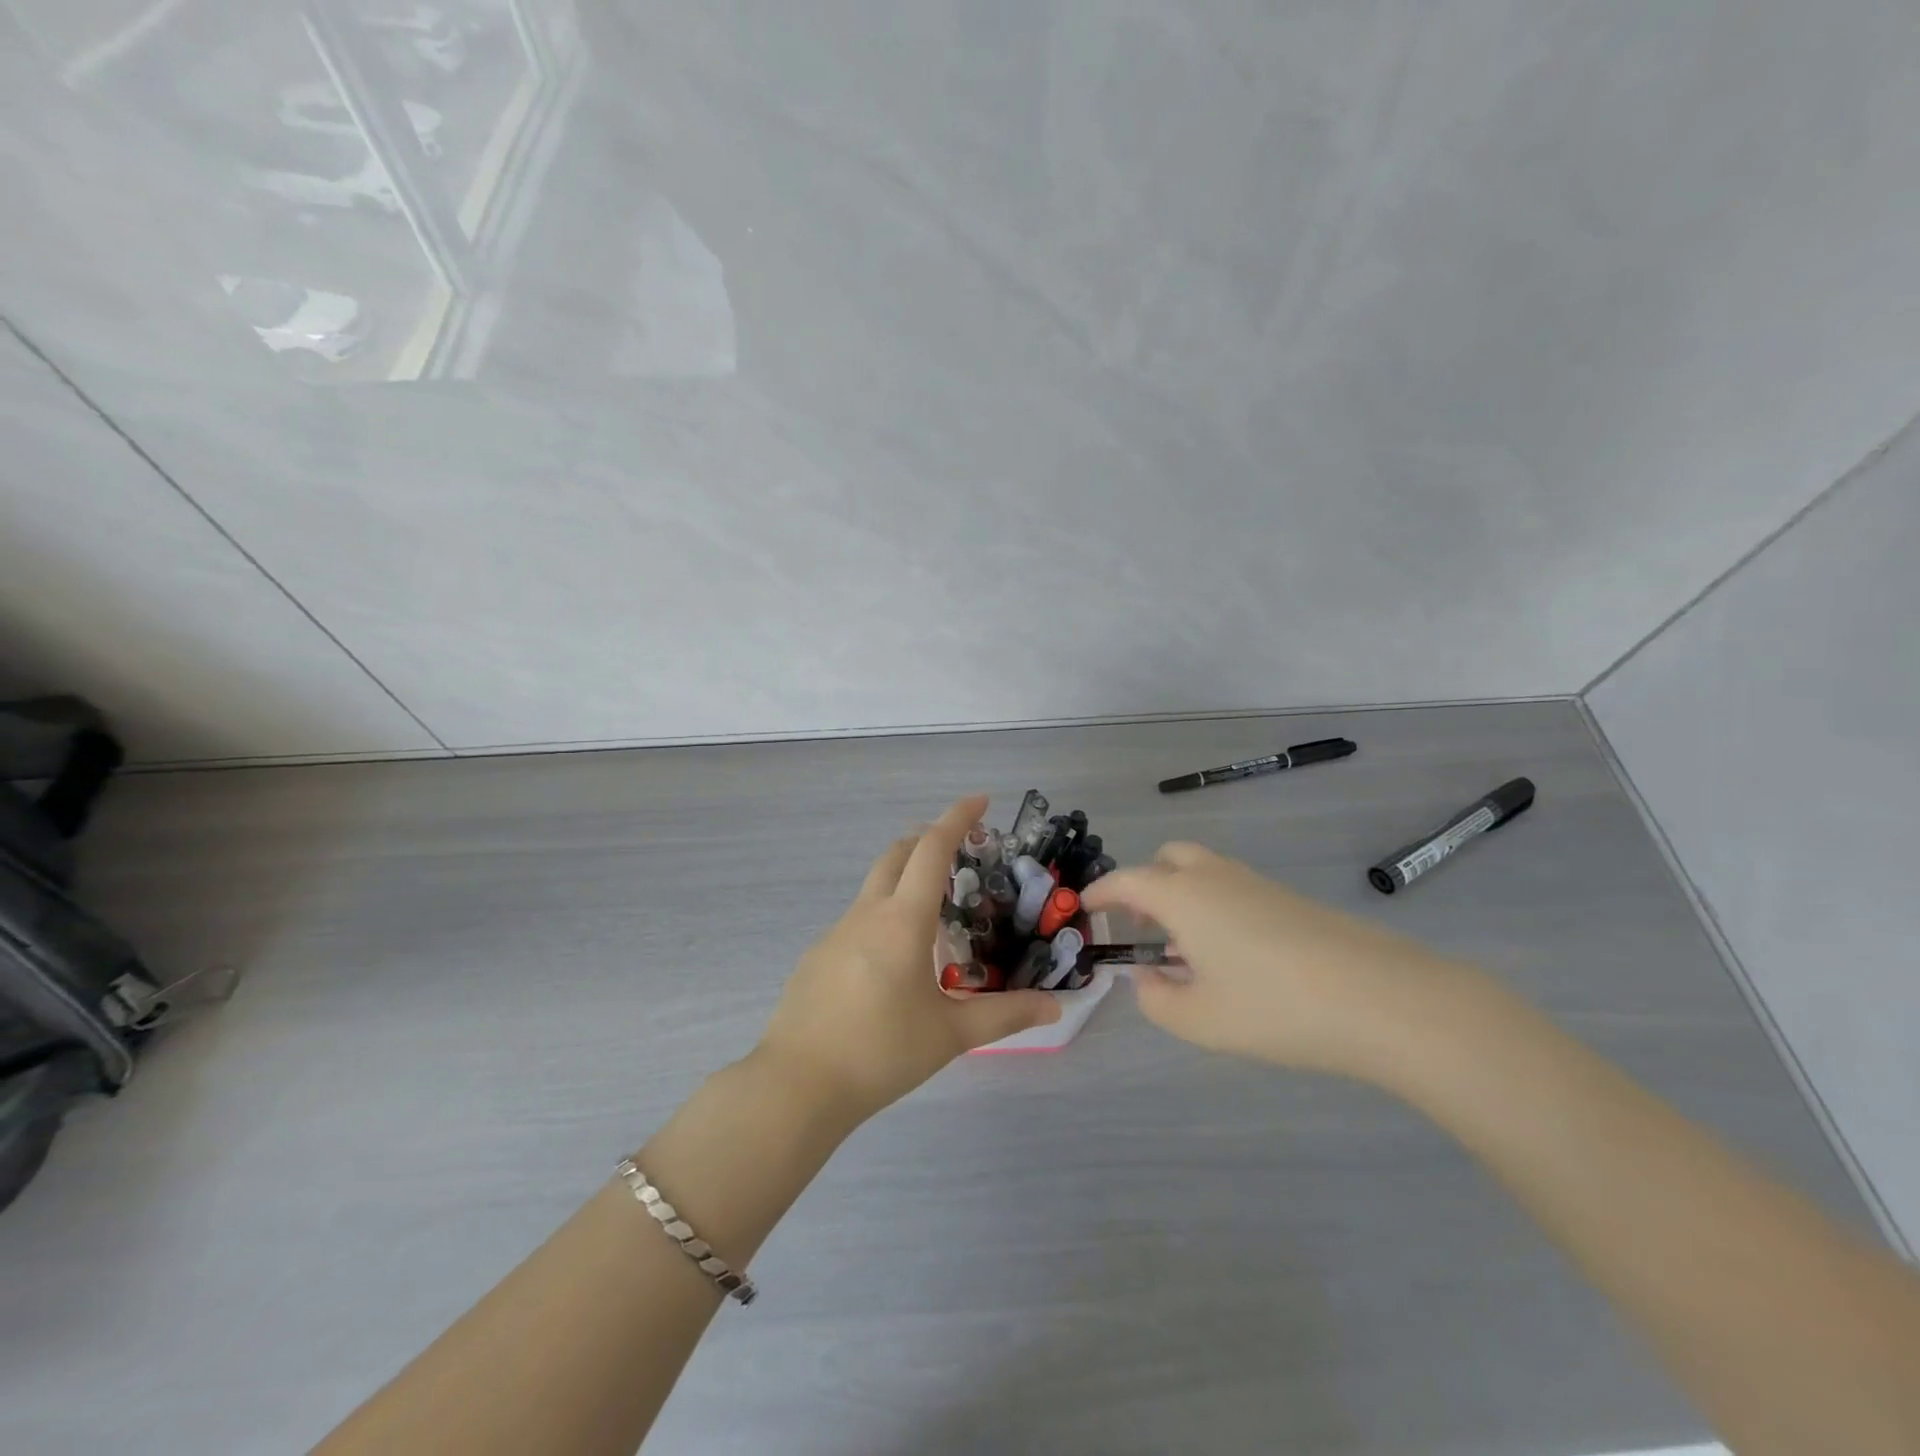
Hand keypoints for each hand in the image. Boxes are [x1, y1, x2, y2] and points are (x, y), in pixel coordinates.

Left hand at [756, 795, 1059, 1123]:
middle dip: (928, 839)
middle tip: (961, 850)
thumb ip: (1004, 1016)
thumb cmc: (880, 1052)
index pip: (932, 850)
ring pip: (875, 887)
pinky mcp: (817, 956)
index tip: (980, 801)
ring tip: (936, 915)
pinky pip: (858, 919)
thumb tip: (1055, 1009)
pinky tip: (893, 963)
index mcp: (903, 921)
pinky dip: (883, 916)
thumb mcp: (950, 1034)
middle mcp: (867, 914)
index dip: (957, 818)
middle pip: (897, 854)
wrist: (797, 1084)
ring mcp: (835, 932)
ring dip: (905, 879)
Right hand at [1082, 842, 1471, 1078]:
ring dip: (1180, 895)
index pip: (1125, 881)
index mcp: (1181, 895)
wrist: (1381, 998)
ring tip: (1183, 949)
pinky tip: (1230, 956)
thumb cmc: (1274, 1007)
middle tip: (1139, 926)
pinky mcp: (1289, 899)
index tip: (1084, 908)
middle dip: (1145, 885)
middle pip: (1167, 859)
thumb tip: (1145, 976)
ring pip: (1203, 871)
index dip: (1100, 893)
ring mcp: (1256, 883)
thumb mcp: (1199, 1019)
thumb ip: (1155, 998)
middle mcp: (1214, 876)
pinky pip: (1233, 888)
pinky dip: (1213, 906)